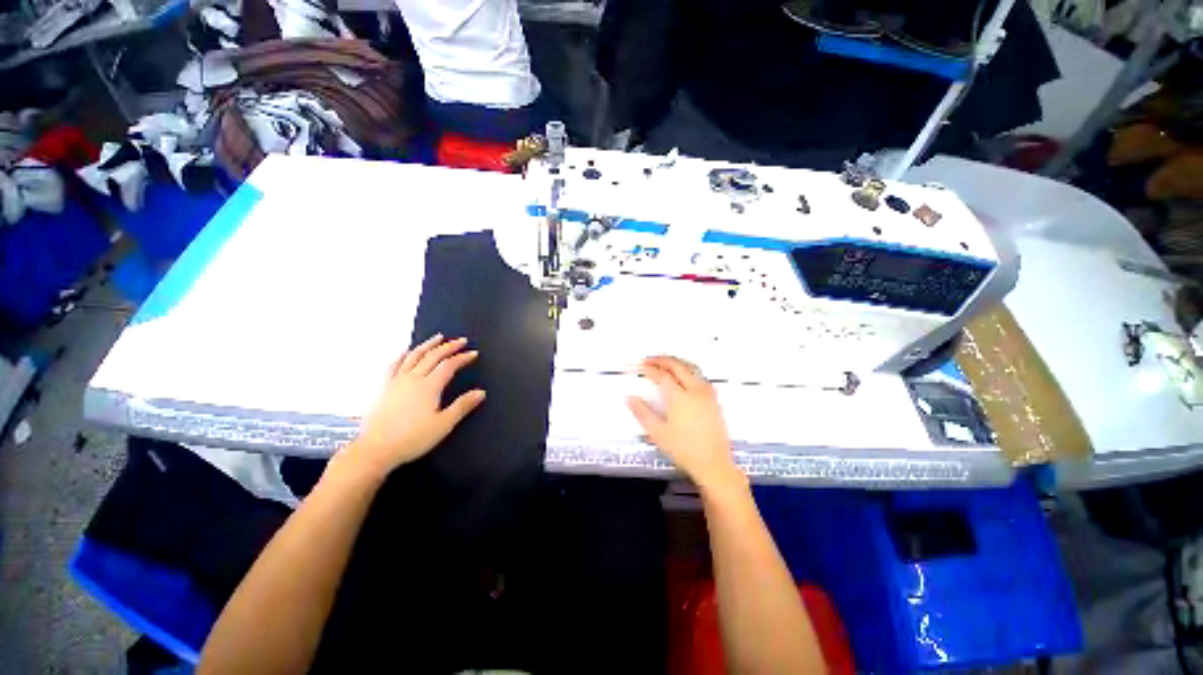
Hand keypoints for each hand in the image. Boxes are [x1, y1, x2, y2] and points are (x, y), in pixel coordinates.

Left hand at [346, 335, 485, 478]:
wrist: (376, 449)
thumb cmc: (413, 438)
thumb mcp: (443, 425)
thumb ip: (462, 406)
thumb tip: (481, 392)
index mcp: (429, 386)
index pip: (449, 365)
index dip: (462, 357)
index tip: (473, 353)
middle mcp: (413, 378)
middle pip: (433, 356)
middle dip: (449, 346)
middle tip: (461, 341)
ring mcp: (397, 381)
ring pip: (414, 356)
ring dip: (428, 345)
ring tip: (438, 337)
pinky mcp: (385, 387)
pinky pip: (395, 365)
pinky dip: (403, 355)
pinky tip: (407, 352)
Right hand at [626, 356, 743, 491]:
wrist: (713, 463)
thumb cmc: (685, 450)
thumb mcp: (658, 433)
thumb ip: (642, 413)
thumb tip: (630, 398)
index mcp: (680, 397)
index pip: (661, 375)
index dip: (648, 368)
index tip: (639, 366)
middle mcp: (695, 390)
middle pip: (677, 365)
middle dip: (661, 360)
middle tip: (648, 360)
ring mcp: (706, 393)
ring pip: (690, 367)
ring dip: (675, 362)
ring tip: (663, 362)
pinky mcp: (713, 398)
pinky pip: (699, 375)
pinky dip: (686, 369)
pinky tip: (682, 374)